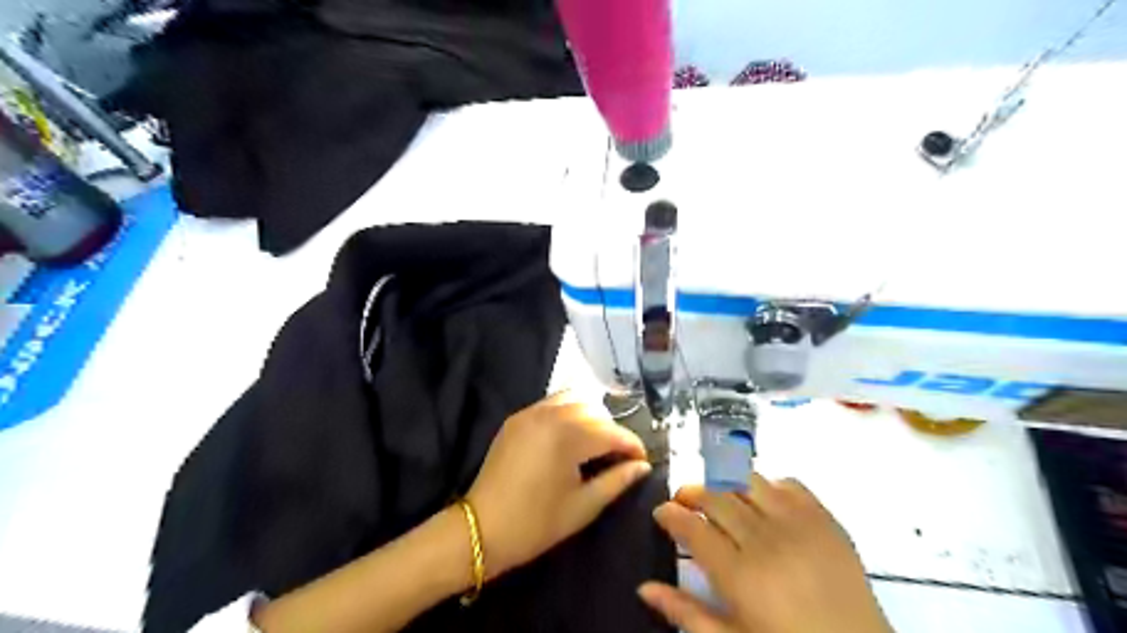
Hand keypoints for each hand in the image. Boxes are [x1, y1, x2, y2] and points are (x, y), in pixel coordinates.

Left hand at [466, 392, 646, 577]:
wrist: (481, 529)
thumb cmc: (536, 523)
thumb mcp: (583, 506)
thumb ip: (617, 481)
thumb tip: (642, 466)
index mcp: (568, 437)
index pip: (612, 433)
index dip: (632, 446)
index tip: (643, 461)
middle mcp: (551, 414)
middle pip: (595, 412)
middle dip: (612, 432)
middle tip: (618, 457)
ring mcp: (531, 412)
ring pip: (574, 400)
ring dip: (591, 416)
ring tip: (595, 443)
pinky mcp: (517, 418)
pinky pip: (551, 403)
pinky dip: (568, 412)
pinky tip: (570, 435)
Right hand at [642, 474, 890, 632]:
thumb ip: (685, 613)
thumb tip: (643, 588)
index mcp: (739, 575)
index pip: (692, 528)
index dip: (670, 514)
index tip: (660, 511)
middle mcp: (765, 539)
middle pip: (716, 497)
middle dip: (691, 493)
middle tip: (683, 501)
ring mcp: (798, 524)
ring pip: (748, 481)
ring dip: (725, 483)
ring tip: (718, 496)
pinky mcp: (826, 520)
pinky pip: (789, 484)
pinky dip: (768, 485)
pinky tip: (762, 501)